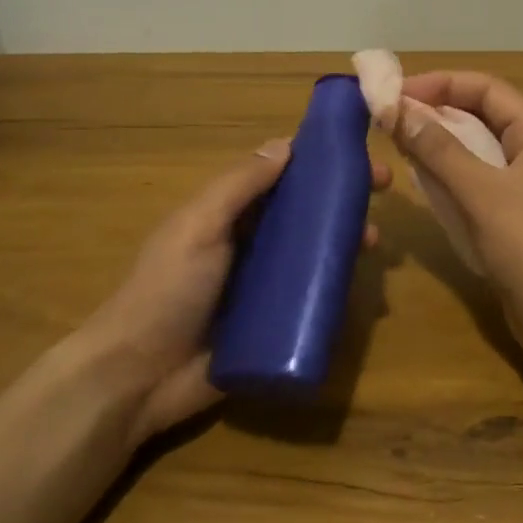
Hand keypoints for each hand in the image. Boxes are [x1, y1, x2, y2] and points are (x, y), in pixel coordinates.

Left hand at [75, 138, 390, 440]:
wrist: (140, 377)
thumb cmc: (167, 291)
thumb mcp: (198, 228)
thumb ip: (238, 187)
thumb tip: (286, 145)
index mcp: (227, 216)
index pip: (278, 177)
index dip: (316, 162)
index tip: (356, 153)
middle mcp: (248, 245)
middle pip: (302, 215)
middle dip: (340, 202)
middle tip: (383, 195)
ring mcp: (261, 288)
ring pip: (312, 256)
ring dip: (343, 244)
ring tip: (373, 244)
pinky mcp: (272, 326)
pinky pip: (310, 302)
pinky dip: (335, 292)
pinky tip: (360, 290)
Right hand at [393, 72, 522, 363]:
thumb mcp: (479, 192)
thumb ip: (438, 149)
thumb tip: (398, 109)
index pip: (486, 88)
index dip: (439, 85)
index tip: (395, 95)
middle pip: (483, 114)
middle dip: (437, 113)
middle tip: (391, 119)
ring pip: (481, 147)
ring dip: (442, 143)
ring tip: (400, 144)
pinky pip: (483, 177)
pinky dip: (454, 173)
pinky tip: (425, 179)